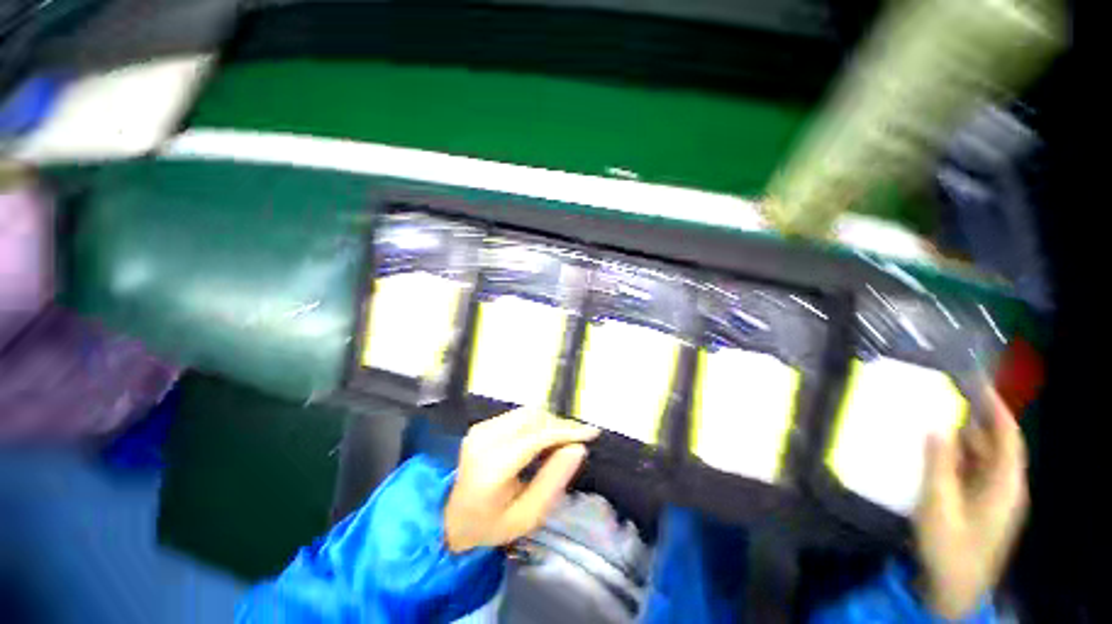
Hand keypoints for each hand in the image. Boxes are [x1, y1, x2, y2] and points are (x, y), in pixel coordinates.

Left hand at [444, 408, 598, 552]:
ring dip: (548, 424)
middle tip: (573, 445)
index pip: (537, 437)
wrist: (448, 517)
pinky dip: (536, 424)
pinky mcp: (482, 425)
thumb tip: (578, 449)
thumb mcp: (526, 516)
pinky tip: (540, 442)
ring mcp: (481, 428)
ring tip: (558, 445)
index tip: (592, 433)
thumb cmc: (489, 525)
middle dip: (559, 426)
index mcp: (493, 465)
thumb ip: (553, 481)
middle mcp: (485, 438)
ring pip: (528, 413)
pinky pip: (518, 416)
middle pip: (534, 418)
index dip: (567, 431)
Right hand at [915, 388, 1028, 618]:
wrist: (954, 588)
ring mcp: (993, 497)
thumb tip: (935, 427)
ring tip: (937, 418)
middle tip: (948, 396)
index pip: (1008, 439)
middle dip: (976, 420)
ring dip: (964, 438)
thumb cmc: (950, 546)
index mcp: (1004, 486)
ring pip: (983, 459)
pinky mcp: (980, 505)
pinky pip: (972, 471)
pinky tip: (936, 451)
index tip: (979, 385)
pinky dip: (957, 456)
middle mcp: (1004, 487)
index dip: (997, 410)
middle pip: (996, 446)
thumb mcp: (939, 505)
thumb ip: (938, 464)